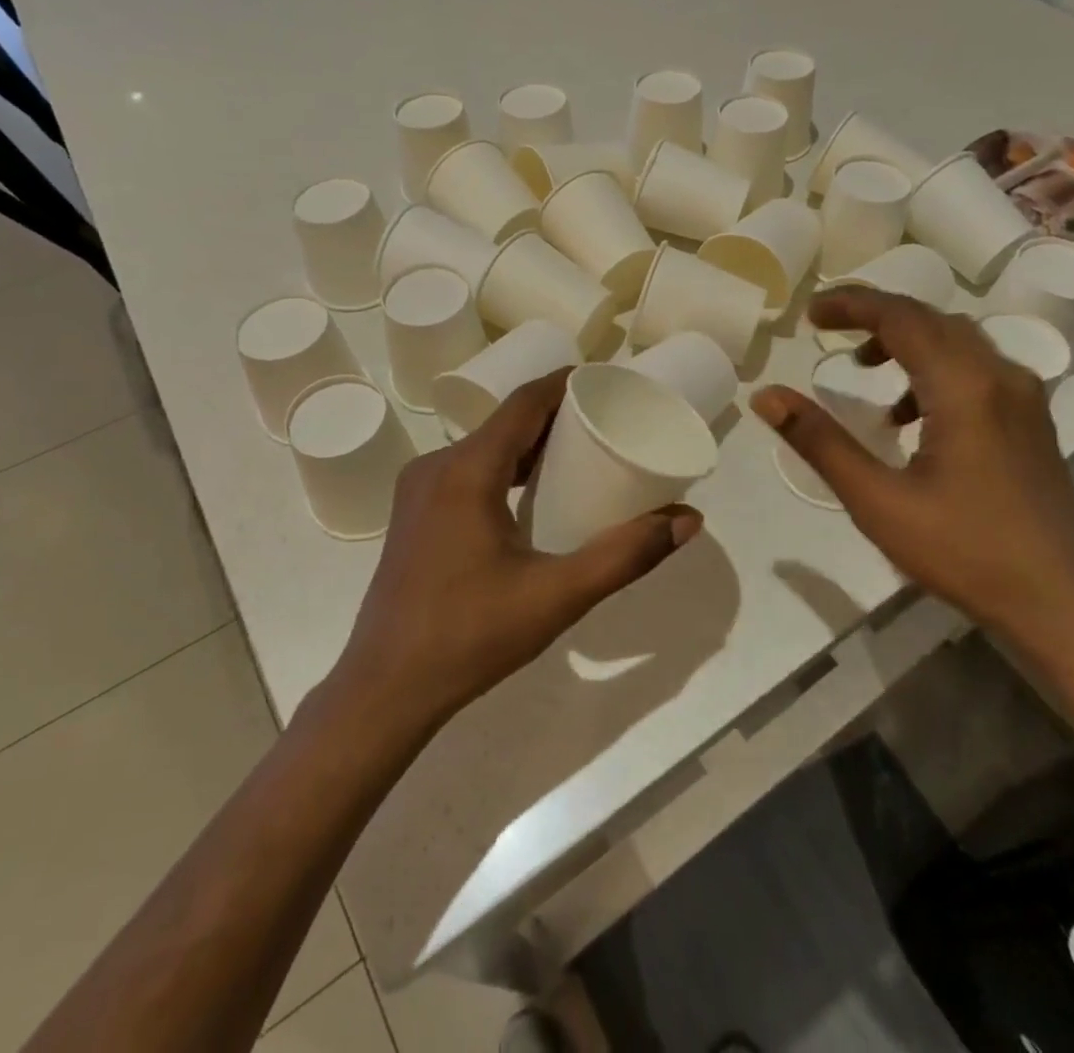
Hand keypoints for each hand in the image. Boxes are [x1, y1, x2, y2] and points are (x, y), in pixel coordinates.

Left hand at [333, 369, 702, 733]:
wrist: (385, 689)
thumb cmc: (471, 636)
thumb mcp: (558, 595)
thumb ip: (626, 555)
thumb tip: (688, 520)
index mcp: (467, 470)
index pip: (524, 403)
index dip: (565, 385)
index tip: (607, 384)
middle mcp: (436, 466)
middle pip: (504, 422)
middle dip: (554, 416)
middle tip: (605, 423)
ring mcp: (417, 491)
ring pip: (483, 447)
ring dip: (528, 445)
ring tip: (577, 456)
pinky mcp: (412, 515)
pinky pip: (465, 470)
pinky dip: (503, 468)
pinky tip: (529, 495)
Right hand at [751, 287, 1073, 657]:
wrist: (1063, 605)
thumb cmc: (965, 552)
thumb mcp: (877, 500)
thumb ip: (820, 442)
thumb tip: (766, 396)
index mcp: (964, 387)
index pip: (902, 317)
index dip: (852, 305)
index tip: (809, 316)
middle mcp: (1000, 376)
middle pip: (931, 320)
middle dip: (875, 316)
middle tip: (827, 329)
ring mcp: (1023, 397)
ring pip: (957, 341)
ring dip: (906, 341)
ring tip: (864, 370)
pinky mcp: (1030, 421)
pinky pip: (976, 368)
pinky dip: (934, 369)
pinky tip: (910, 416)